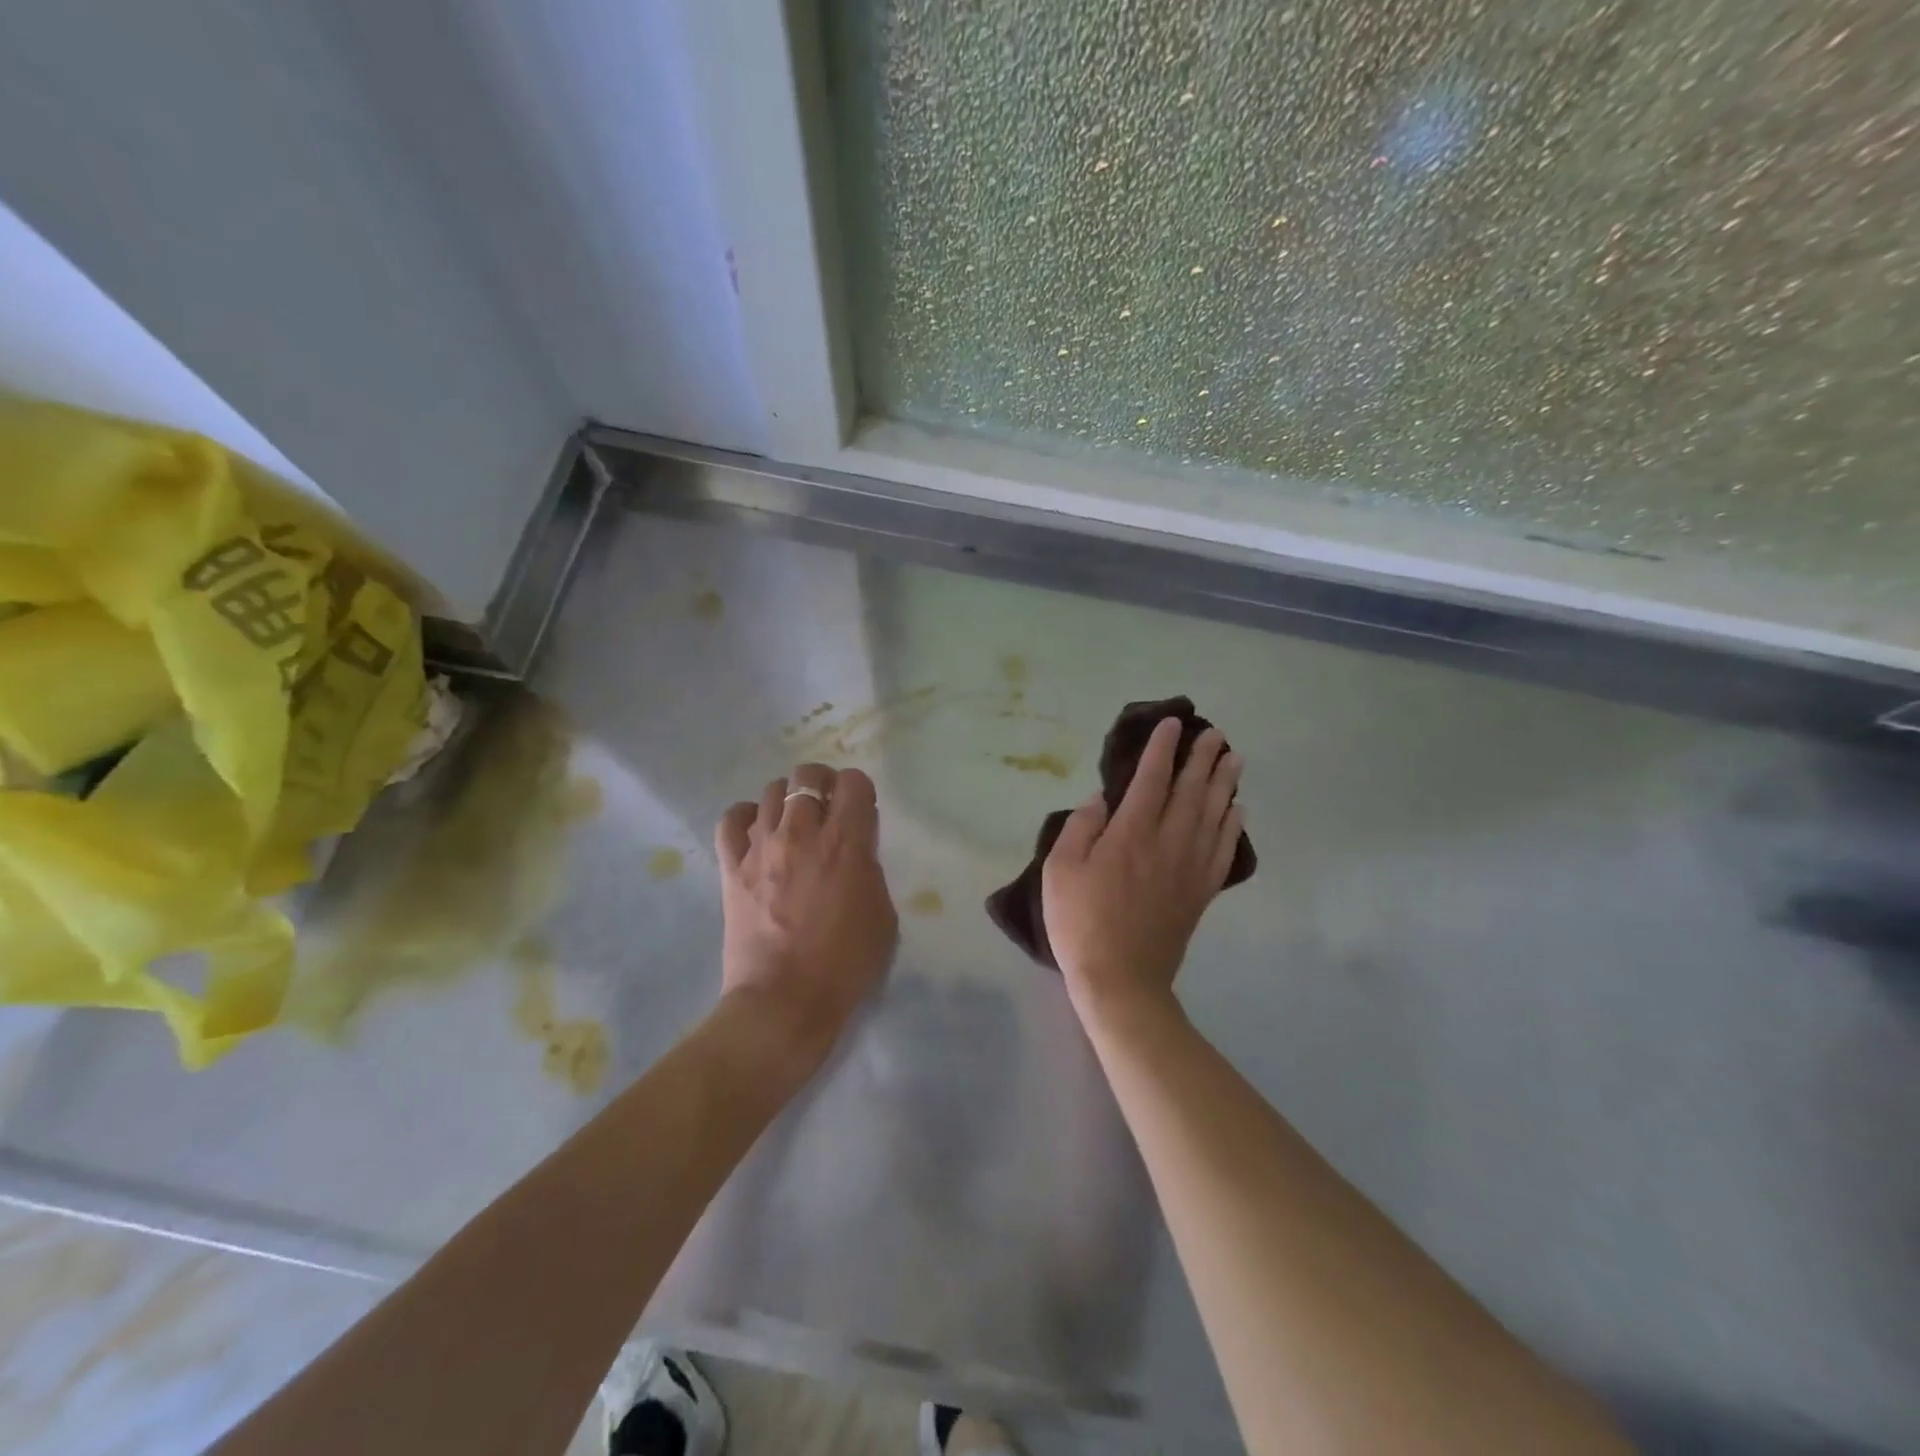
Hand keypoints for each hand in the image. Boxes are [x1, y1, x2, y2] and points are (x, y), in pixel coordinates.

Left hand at [715, 763, 897, 1058]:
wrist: (784, 1002)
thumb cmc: (845, 965)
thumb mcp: (882, 915)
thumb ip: (870, 869)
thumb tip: (855, 847)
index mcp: (846, 843)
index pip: (854, 782)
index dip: (860, 791)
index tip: (861, 812)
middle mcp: (802, 833)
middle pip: (807, 776)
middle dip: (822, 784)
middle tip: (827, 809)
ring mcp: (761, 847)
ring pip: (771, 791)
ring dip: (788, 800)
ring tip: (793, 823)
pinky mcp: (732, 867)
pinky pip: (732, 819)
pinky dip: (746, 817)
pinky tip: (757, 833)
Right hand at [1042, 718, 1243, 1019]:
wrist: (1120, 979)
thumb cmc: (1081, 922)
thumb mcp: (1060, 871)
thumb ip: (1080, 828)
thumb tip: (1101, 799)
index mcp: (1131, 833)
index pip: (1151, 779)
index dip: (1162, 749)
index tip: (1173, 724)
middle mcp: (1167, 842)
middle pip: (1191, 791)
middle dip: (1202, 758)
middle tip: (1215, 733)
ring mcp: (1189, 868)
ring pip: (1213, 815)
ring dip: (1225, 784)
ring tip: (1234, 759)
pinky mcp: (1200, 892)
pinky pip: (1223, 850)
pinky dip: (1232, 826)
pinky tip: (1237, 810)